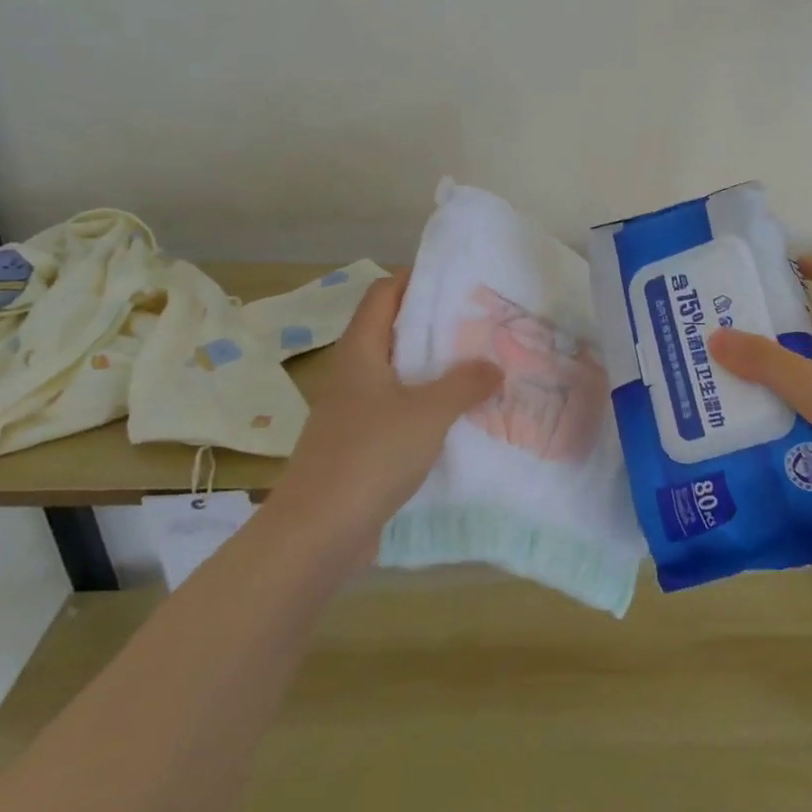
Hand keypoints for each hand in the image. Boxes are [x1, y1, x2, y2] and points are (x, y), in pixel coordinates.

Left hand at [271, 271, 500, 563]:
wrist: (318, 532)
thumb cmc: (370, 455)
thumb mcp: (428, 412)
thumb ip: (465, 383)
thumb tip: (493, 366)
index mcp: (360, 352)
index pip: (382, 294)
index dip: (413, 279)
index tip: (455, 279)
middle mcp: (352, 375)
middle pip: (391, 332)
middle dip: (433, 325)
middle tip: (479, 324)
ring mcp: (353, 413)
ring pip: (397, 376)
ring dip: (433, 370)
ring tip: (478, 367)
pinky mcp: (359, 446)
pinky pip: (398, 412)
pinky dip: (426, 407)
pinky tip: (458, 419)